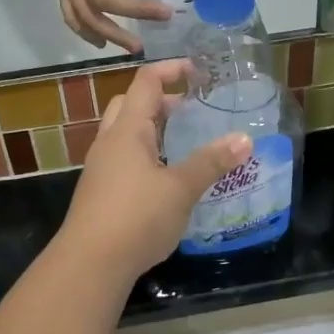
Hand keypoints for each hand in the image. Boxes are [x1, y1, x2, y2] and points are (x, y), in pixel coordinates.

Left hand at [55, 60, 252, 278]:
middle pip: (131, 104)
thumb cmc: (136, 217)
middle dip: (161, 100)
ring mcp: (101, 167)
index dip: (171, 70)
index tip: (199, 72)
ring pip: (126, 132)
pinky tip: (166, 177)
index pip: (147, 82)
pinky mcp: (100, 191)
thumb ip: (211, 162)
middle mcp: (110, 141)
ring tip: (184, 142)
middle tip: (191, 109)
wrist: (89, 263)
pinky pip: (124, 157)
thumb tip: (244, 139)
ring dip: (152, 129)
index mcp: (128, 129)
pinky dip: (145, 154)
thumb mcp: (180, 189)